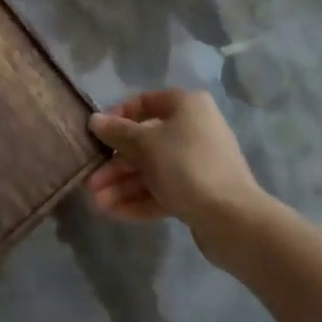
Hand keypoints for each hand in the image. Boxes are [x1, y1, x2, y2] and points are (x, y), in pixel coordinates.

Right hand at [85, 89, 265, 247]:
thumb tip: (95, 120)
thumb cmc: (185, 166)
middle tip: (90, 181)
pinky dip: (139, 199)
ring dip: (122, 184)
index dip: (118, 116)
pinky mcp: (199, 193)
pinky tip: (113, 212)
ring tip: (95, 202)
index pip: (145, 102)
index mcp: (187, 106)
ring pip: (152, 169)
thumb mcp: (145, 145)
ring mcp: (197, 163)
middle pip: (145, 142)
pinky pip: (163, 190)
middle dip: (115, 163)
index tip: (97, 134)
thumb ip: (118, 132)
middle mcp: (194, 129)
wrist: (232, 219)